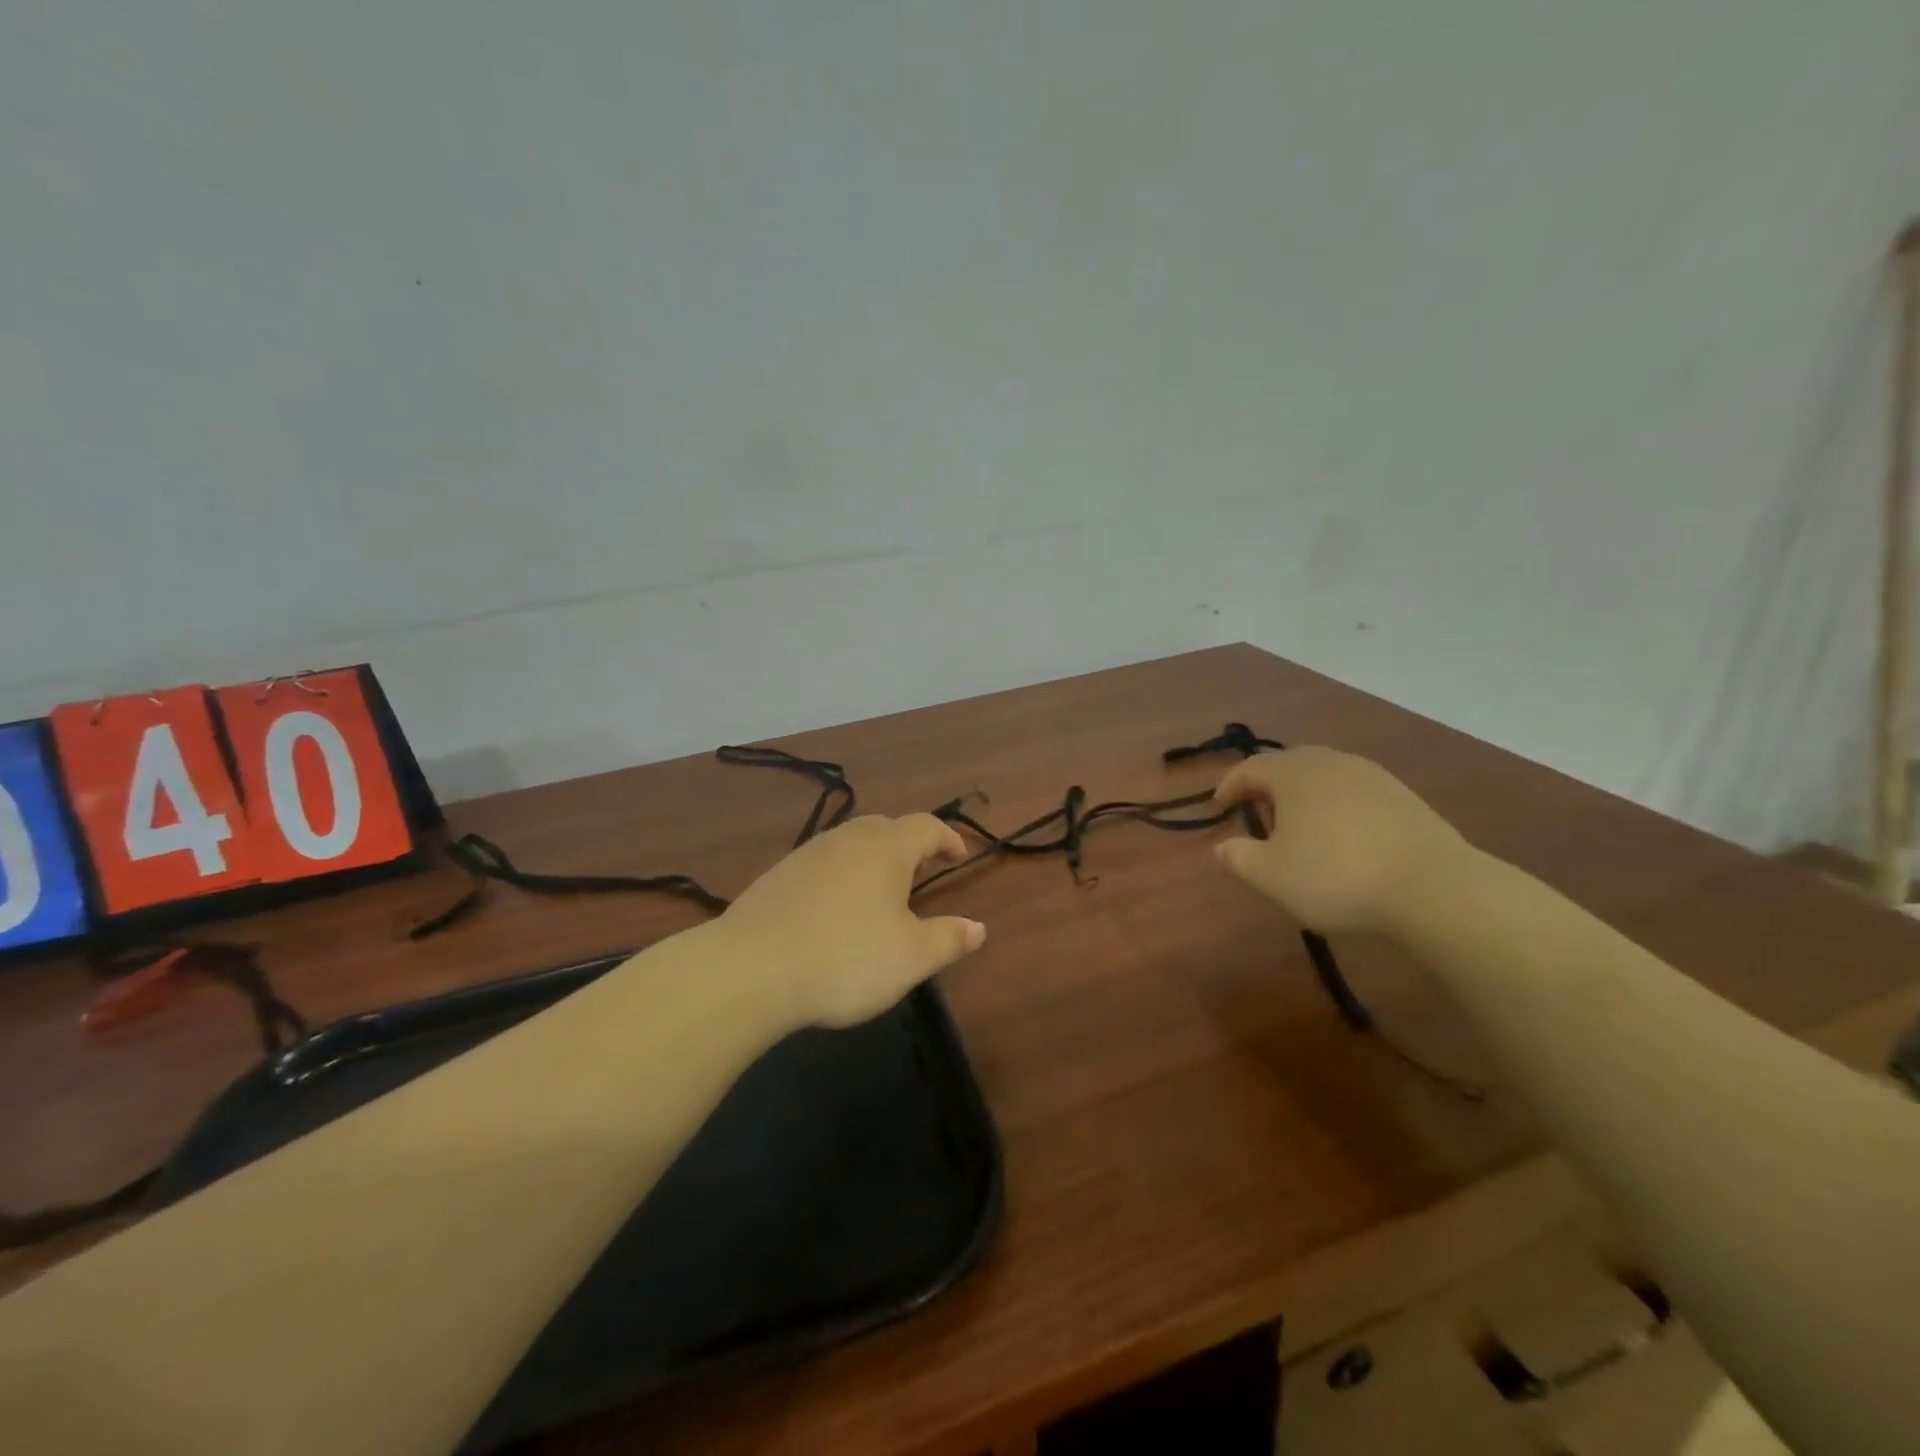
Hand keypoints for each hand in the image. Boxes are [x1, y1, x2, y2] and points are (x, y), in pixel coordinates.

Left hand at [720, 814, 986, 1028]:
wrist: (751, 969)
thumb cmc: (846, 958)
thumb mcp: (911, 957)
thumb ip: (949, 939)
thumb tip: (978, 927)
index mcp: (886, 849)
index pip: (926, 827)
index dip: (947, 838)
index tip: (959, 856)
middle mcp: (846, 840)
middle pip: (884, 827)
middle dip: (907, 844)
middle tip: (920, 870)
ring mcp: (806, 855)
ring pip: (848, 843)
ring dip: (870, 858)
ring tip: (878, 890)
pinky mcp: (776, 876)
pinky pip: (820, 864)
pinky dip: (838, 876)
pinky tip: (832, 909)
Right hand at [1211, 747, 1469, 936]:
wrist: (1434, 889)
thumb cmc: (1336, 876)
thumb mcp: (1271, 876)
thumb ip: (1238, 858)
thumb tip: (1221, 847)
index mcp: (1294, 773)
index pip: (1250, 768)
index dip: (1229, 786)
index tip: (1218, 806)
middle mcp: (1332, 763)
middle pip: (1289, 764)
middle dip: (1268, 784)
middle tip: (1257, 811)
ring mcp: (1373, 777)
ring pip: (1325, 776)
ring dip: (1305, 794)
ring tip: (1299, 824)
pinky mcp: (1404, 798)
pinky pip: (1355, 792)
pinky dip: (1337, 806)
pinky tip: (1342, 835)